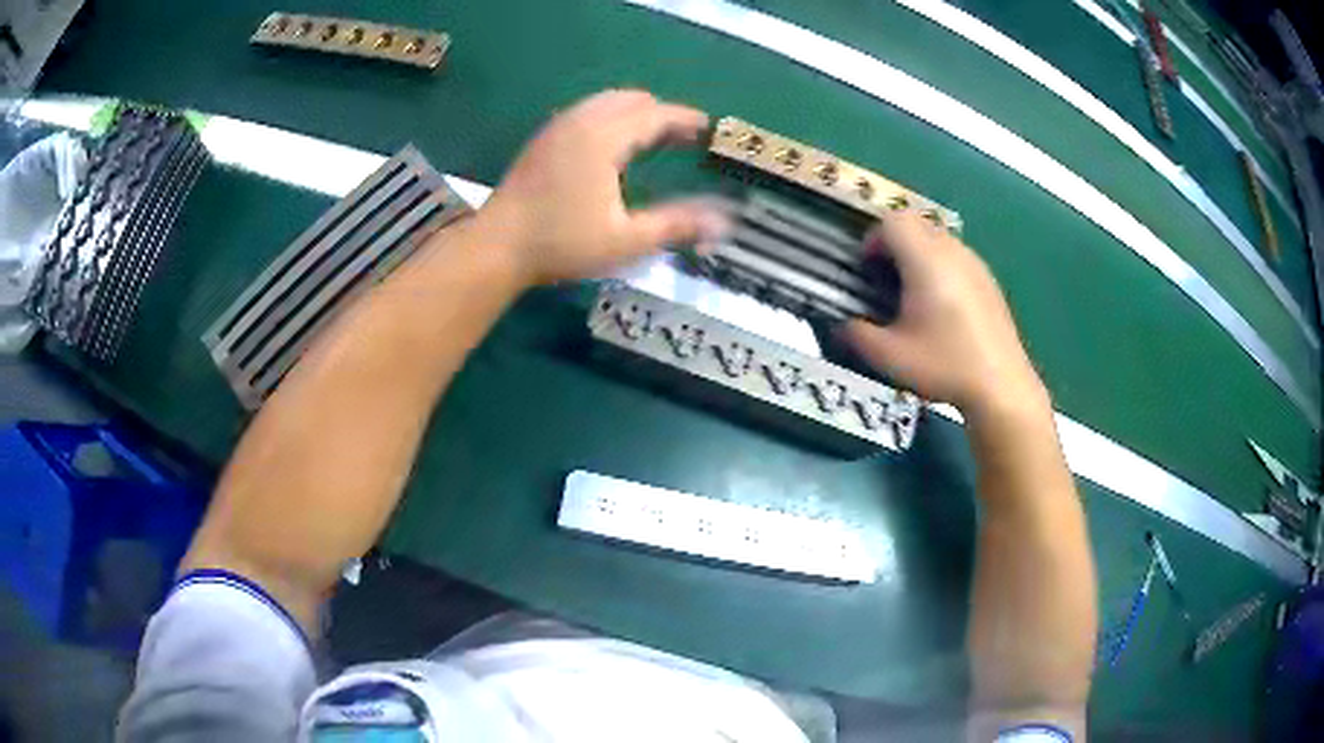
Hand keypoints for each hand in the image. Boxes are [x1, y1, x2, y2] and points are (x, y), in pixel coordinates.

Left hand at [474, 89, 728, 285]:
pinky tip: (614, 145)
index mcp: (603, 138)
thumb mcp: (625, 241)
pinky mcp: (544, 139)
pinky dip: (611, 117)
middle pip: (631, 100)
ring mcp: (558, 127)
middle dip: (662, 113)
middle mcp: (581, 122)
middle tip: (684, 136)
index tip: (708, 128)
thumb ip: (675, 225)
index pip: (654, 115)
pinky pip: (587, 112)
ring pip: (606, 102)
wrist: (497, 246)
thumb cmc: (562, 243)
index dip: (684, 119)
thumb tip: (723, 223)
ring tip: (655, 137)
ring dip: (635, 113)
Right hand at [842, 210, 1047, 416]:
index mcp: (926, 260)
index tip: (866, 269)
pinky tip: (941, 307)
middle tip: (883, 279)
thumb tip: (843, 325)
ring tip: (911, 294)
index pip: (893, 221)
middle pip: (915, 223)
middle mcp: (951, 251)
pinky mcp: (988, 279)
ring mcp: (974, 263)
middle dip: (893, 243)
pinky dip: (939, 266)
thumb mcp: (889, 356)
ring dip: (917, 254)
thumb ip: (857, 335)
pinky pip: (956, 255)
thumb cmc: (944, 365)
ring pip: (937, 237)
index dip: (872, 239)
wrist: (1000, 385)